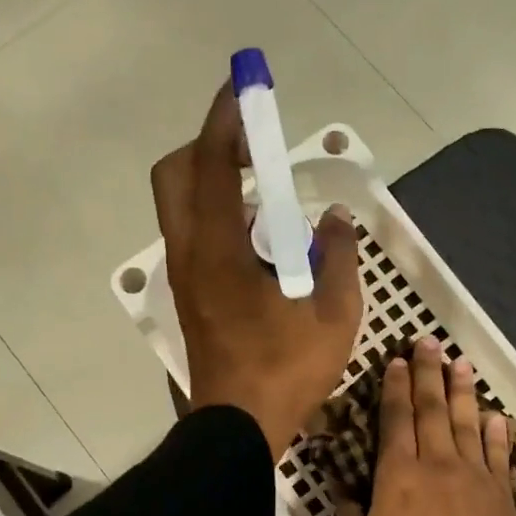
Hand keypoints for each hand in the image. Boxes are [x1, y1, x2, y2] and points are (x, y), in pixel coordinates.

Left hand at [151, 85, 360, 454]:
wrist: (238, 427)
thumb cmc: (286, 371)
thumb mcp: (334, 314)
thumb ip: (339, 257)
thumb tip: (336, 221)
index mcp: (219, 250)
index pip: (212, 165)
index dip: (226, 120)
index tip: (243, 89)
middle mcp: (190, 254)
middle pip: (175, 175)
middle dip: (208, 147)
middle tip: (254, 152)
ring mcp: (184, 277)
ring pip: (182, 207)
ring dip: (215, 184)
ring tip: (266, 199)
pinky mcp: (189, 296)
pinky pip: (195, 236)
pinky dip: (219, 218)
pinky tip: (260, 241)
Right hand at [331, 337, 515, 515]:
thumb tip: (346, 494)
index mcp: (397, 477)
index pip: (394, 419)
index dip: (393, 387)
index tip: (395, 361)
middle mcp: (437, 466)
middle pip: (432, 409)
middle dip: (427, 373)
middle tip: (428, 342)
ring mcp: (475, 479)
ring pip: (468, 424)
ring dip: (462, 392)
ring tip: (460, 363)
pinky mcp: (503, 498)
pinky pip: (499, 456)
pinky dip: (496, 433)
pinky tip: (494, 416)